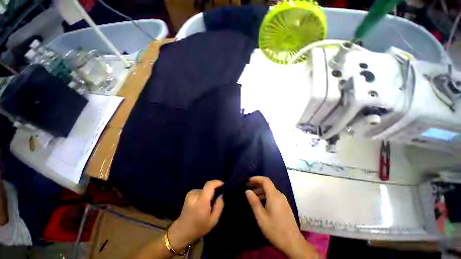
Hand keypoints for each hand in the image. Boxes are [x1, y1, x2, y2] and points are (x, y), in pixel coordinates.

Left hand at [167, 180, 223, 251]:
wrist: (182, 231)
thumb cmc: (199, 228)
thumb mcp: (214, 220)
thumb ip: (219, 206)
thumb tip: (221, 194)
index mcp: (201, 201)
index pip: (209, 185)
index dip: (217, 182)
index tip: (223, 185)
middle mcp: (195, 195)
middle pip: (208, 187)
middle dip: (214, 191)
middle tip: (216, 200)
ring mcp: (190, 194)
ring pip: (204, 189)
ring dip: (208, 194)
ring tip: (208, 204)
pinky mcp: (189, 194)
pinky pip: (200, 191)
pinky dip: (203, 195)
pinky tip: (202, 203)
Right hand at [245, 176, 316, 258]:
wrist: (293, 243)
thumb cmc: (275, 230)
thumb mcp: (261, 217)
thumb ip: (254, 202)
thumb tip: (247, 191)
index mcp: (274, 196)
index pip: (265, 180)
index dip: (256, 178)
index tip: (248, 181)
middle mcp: (280, 195)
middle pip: (268, 185)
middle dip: (257, 184)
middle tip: (248, 188)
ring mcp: (283, 201)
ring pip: (271, 190)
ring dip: (261, 191)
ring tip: (253, 196)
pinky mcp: (285, 206)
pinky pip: (274, 196)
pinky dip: (266, 196)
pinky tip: (261, 203)